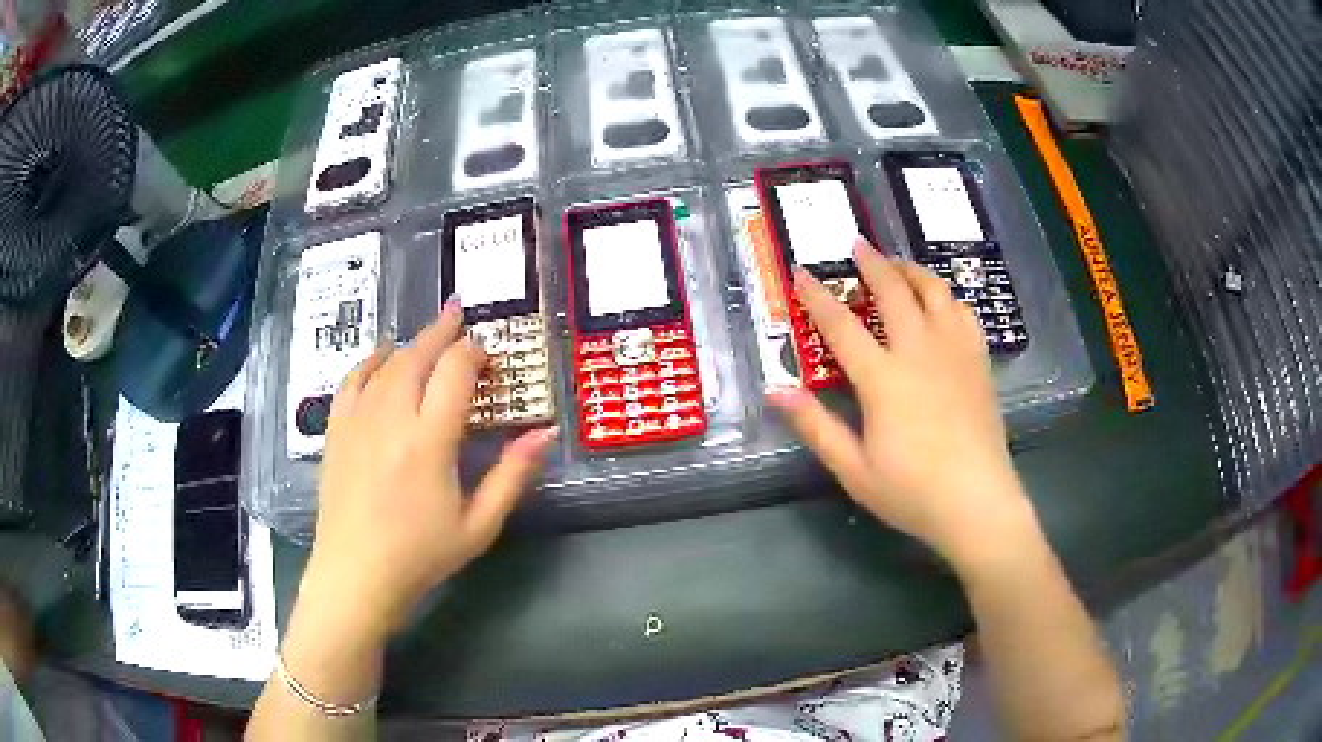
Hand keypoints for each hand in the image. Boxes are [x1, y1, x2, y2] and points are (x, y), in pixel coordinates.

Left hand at [300, 301, 556, 643]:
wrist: (356, 575)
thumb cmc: (421, 556)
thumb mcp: (478, 525)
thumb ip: (512, 475)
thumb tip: (544, 433)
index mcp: (429, 441)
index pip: (455, 372)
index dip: (474, 353)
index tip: (488, 356)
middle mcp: (391, 419)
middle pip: (418, 355)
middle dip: (442, 331)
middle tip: (459, 316)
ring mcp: (358, 421)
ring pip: (386, 363)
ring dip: (410, 343)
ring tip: (428, 335)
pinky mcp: (336, 431)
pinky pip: (352, 380)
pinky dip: (369, 360)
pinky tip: (381, 355)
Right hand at [768, 238, 1032, 562]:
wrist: (977, 502)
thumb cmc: (912, 492)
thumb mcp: (853, 469)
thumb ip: (816, 426)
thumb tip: (776, 391)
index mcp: (883, 378)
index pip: (841, 326)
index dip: (817, 296)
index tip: (801, 272)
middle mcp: (919, 351)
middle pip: (894, 291)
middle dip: (872, 263)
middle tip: (858, 244)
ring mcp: (954, 352)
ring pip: (935, 292)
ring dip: (912, 271)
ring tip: (898, 266)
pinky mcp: (979, 362)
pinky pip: (963, 313)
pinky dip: (947, 298)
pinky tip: (941, 305)